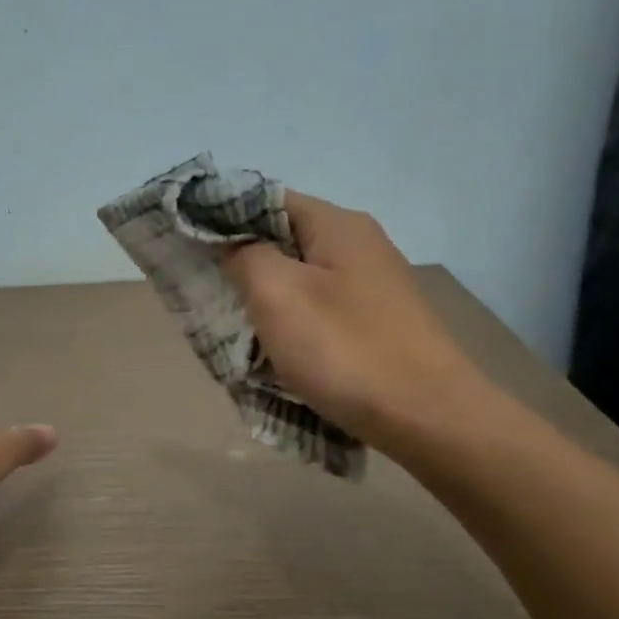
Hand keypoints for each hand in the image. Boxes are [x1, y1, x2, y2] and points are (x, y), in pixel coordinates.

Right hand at [221, 192, 487, 451]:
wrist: (429, 417)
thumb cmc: (345, 350)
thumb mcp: (277, 294)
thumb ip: (244, 257)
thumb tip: (233, 246)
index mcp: (338, 225)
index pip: (266, 200)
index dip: (224, 219)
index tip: (190, 249)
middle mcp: (360, 245)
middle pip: (284, 241)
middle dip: (243, 266)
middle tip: (209, 297)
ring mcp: (373, 287)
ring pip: (301, 281)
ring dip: (267, 303)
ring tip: (238, 331)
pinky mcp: (378, 324)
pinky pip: (321, 313)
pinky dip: (294, 327)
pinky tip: (280, 354)